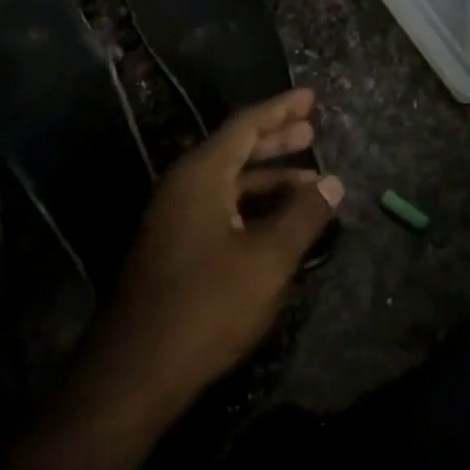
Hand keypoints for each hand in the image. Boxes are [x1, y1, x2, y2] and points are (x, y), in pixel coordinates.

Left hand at [80, 88, 342, 417]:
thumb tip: (333, 182)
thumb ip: (303, 216)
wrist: (135, 371)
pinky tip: (278, 221)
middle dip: (275, 139)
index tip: (311, 97)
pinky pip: (219, 208)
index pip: (245, 126)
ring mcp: (173, 218)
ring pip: (228, 183)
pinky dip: (252, 205)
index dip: (280, 109)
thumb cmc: (207, 306)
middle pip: (235, 149)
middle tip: (311, 131)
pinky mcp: (173, 247)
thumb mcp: (268, 259)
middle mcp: (182, 187)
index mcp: (201, 175)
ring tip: (309, 180)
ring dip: (267, 178)